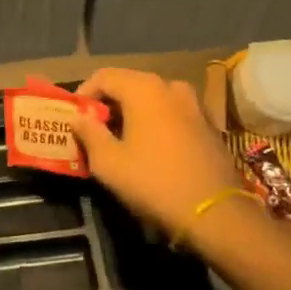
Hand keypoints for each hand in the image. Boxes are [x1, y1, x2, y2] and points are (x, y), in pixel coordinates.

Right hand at [70, 68, 246, 241]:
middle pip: (130, 84)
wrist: (216, 213)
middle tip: (93, 129)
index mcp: (144, 88)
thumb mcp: (108, 162)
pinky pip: (172, 113)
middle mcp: (171, 86)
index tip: (75, 117)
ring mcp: (194, 104)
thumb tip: (78, 117)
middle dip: (109, 103)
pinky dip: (156, 122)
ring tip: (121, 138)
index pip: (104, 76)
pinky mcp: (209, 124)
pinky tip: (150, 147)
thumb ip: (89, 133)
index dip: (84, 94)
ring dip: (133, 112)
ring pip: (153, 99)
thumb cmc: (154, 182)